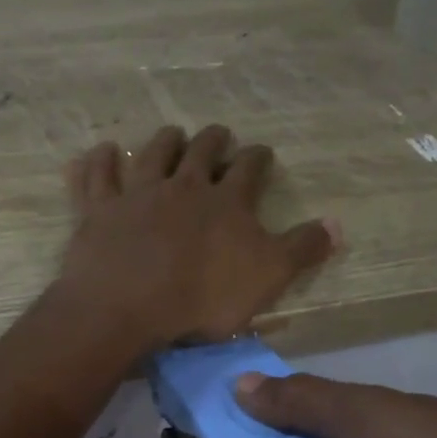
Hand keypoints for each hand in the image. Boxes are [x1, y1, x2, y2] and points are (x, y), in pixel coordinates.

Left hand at [59, 125, 337, 349]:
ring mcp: (138, 193)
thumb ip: (302, 249)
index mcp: (227, 201)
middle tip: (219, 134)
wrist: (128, 304)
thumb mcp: (268, 277)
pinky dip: (100, 160)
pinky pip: (98, 176)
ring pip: (154, 154)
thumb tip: (338, 224)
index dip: (258, 158)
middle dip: (213, 141)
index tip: (262, 153)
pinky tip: (103, 150)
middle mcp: (183, 186)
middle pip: (201, 152)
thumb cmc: (203, 296)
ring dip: (165, 141)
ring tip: (172, 134)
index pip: (249, 169)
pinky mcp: (100, 209)